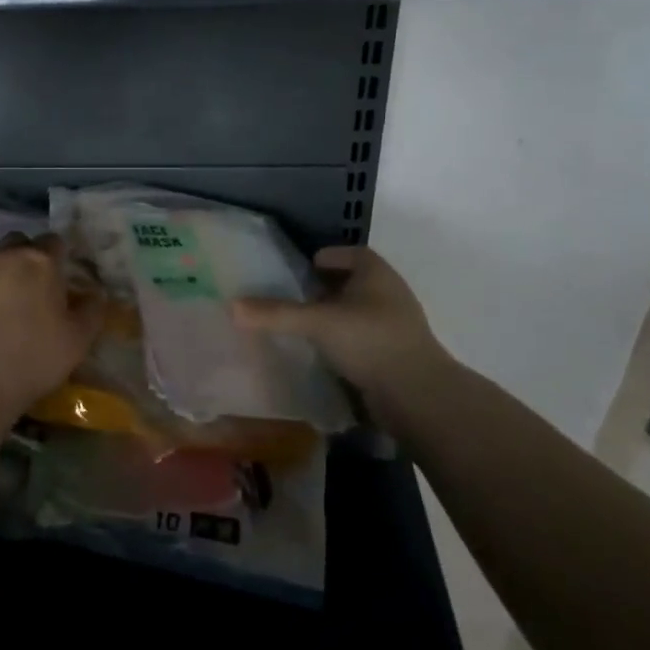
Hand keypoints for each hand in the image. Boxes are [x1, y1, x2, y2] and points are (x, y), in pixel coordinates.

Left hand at [0, 232, 103, 414]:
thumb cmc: (31, 361)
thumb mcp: (77, 342)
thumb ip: (91, 311)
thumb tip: (95, 292)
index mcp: (41, 264)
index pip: (53, 242)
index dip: (56, 257)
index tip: (55, 277)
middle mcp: (3, 254)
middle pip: (15, 239)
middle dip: (19, 254)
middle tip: (21, 285)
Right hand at [232, 245, 455, 407]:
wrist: (417, 395)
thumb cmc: (369, 341)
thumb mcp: (317, 322)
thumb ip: (276, 314)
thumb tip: (231, 306)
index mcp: (377, 274)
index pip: (352, 254)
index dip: (328, 257)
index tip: (303, 268)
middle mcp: (389, 294)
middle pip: (354, 283)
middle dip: (326, 288)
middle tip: (295, 296)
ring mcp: (395, 327)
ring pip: (358, 313)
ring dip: (334, 317)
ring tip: (303, 326)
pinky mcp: (395, 356)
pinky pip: (362, 339)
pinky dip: (343, 341)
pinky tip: (322, 354)